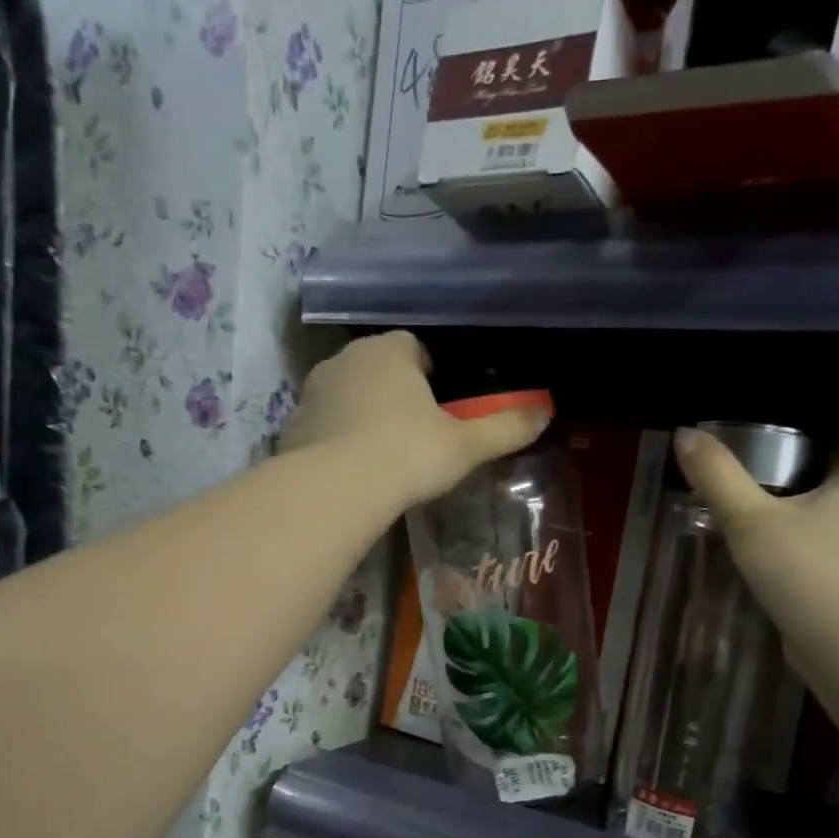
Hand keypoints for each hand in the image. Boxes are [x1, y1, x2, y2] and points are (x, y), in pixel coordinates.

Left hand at [284, 332, 550, 507]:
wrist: (336, 489)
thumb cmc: (407, 455)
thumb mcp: (466, 446)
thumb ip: (505, 428)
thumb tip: (546, 412)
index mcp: (389, 352)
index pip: (414, 347)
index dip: (431, 374)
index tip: (441, 406)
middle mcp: (346, 360)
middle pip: (378, 368)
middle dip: (395, 392)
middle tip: (415, 434)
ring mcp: (313, 391)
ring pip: (347, 395)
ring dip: (363, 414)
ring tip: (382, 455)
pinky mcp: (292, 426)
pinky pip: (323, 425)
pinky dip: (337, 439)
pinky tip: (351, 471)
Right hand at [673, 428, 838, 672]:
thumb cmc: (804, 570)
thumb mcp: (749, 519)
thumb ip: (717, 476)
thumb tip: (685, 434)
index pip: (826, 444)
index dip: (789, 442)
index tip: (752, 449)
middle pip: (822, 485)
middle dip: (785, 487)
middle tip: (739, 489)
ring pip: (822, 524)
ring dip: (791, 525)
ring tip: (747, 527)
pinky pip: (823, 558)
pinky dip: (798, 557)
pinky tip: (769, 567)